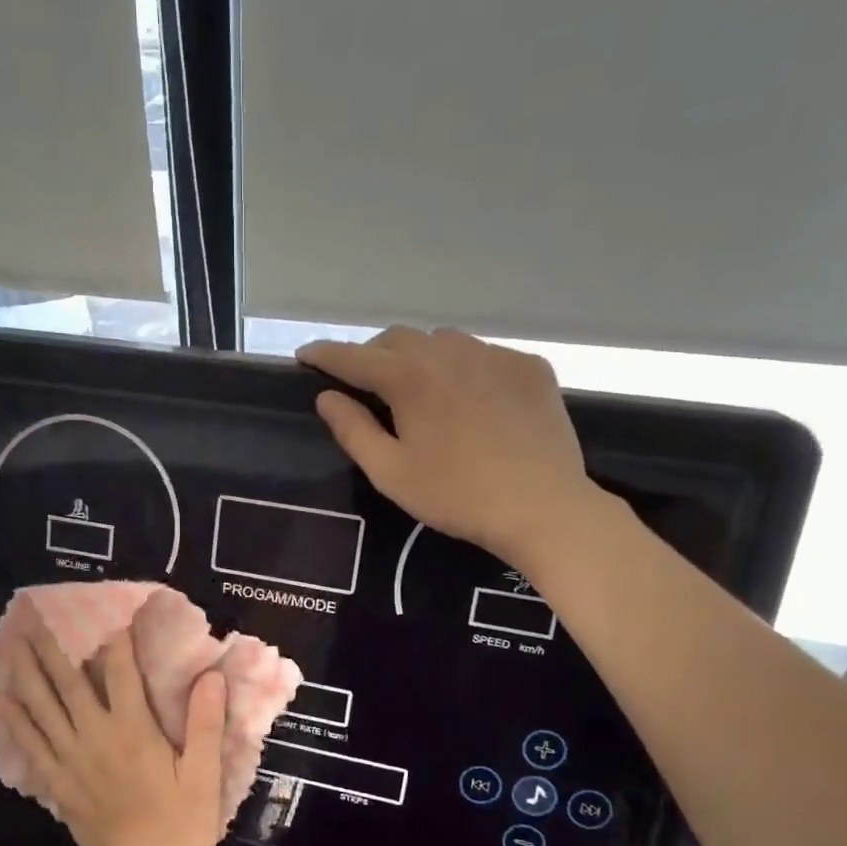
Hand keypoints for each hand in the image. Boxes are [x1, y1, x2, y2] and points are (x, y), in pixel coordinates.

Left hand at [2, 620, 227, 845]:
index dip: (117, 641)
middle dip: (54, 648)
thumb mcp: (204, 776)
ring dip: (27, 675)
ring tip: (14, 647)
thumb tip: (210, 676)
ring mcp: (71, 760)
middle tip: (36, 619)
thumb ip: (204, 724)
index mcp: (133, 730)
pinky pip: (32, 745)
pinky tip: (3, 701)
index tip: (113, 615)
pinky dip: (16, 721)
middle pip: (69, 683)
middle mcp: (95, 736)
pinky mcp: (58, 783)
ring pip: (43, 708)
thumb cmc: (180, 826)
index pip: (121, 673)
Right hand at [297, 327, 603, 563]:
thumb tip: (326, 397)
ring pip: (442, 341)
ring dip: (419, 358)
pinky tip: (470, 401)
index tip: (304, 355)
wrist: (542, 506)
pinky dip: (464, 369)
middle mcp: (449, 351)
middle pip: (397, 339)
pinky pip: (484, 355)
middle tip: (364, 385)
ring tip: (418, 390)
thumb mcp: (390, 472)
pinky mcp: (529, 367)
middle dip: (373, 355)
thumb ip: (353, 430)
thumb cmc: (455, 495)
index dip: (324, 355)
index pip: (353, 356)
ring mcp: (494, 355)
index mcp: (408, 377)